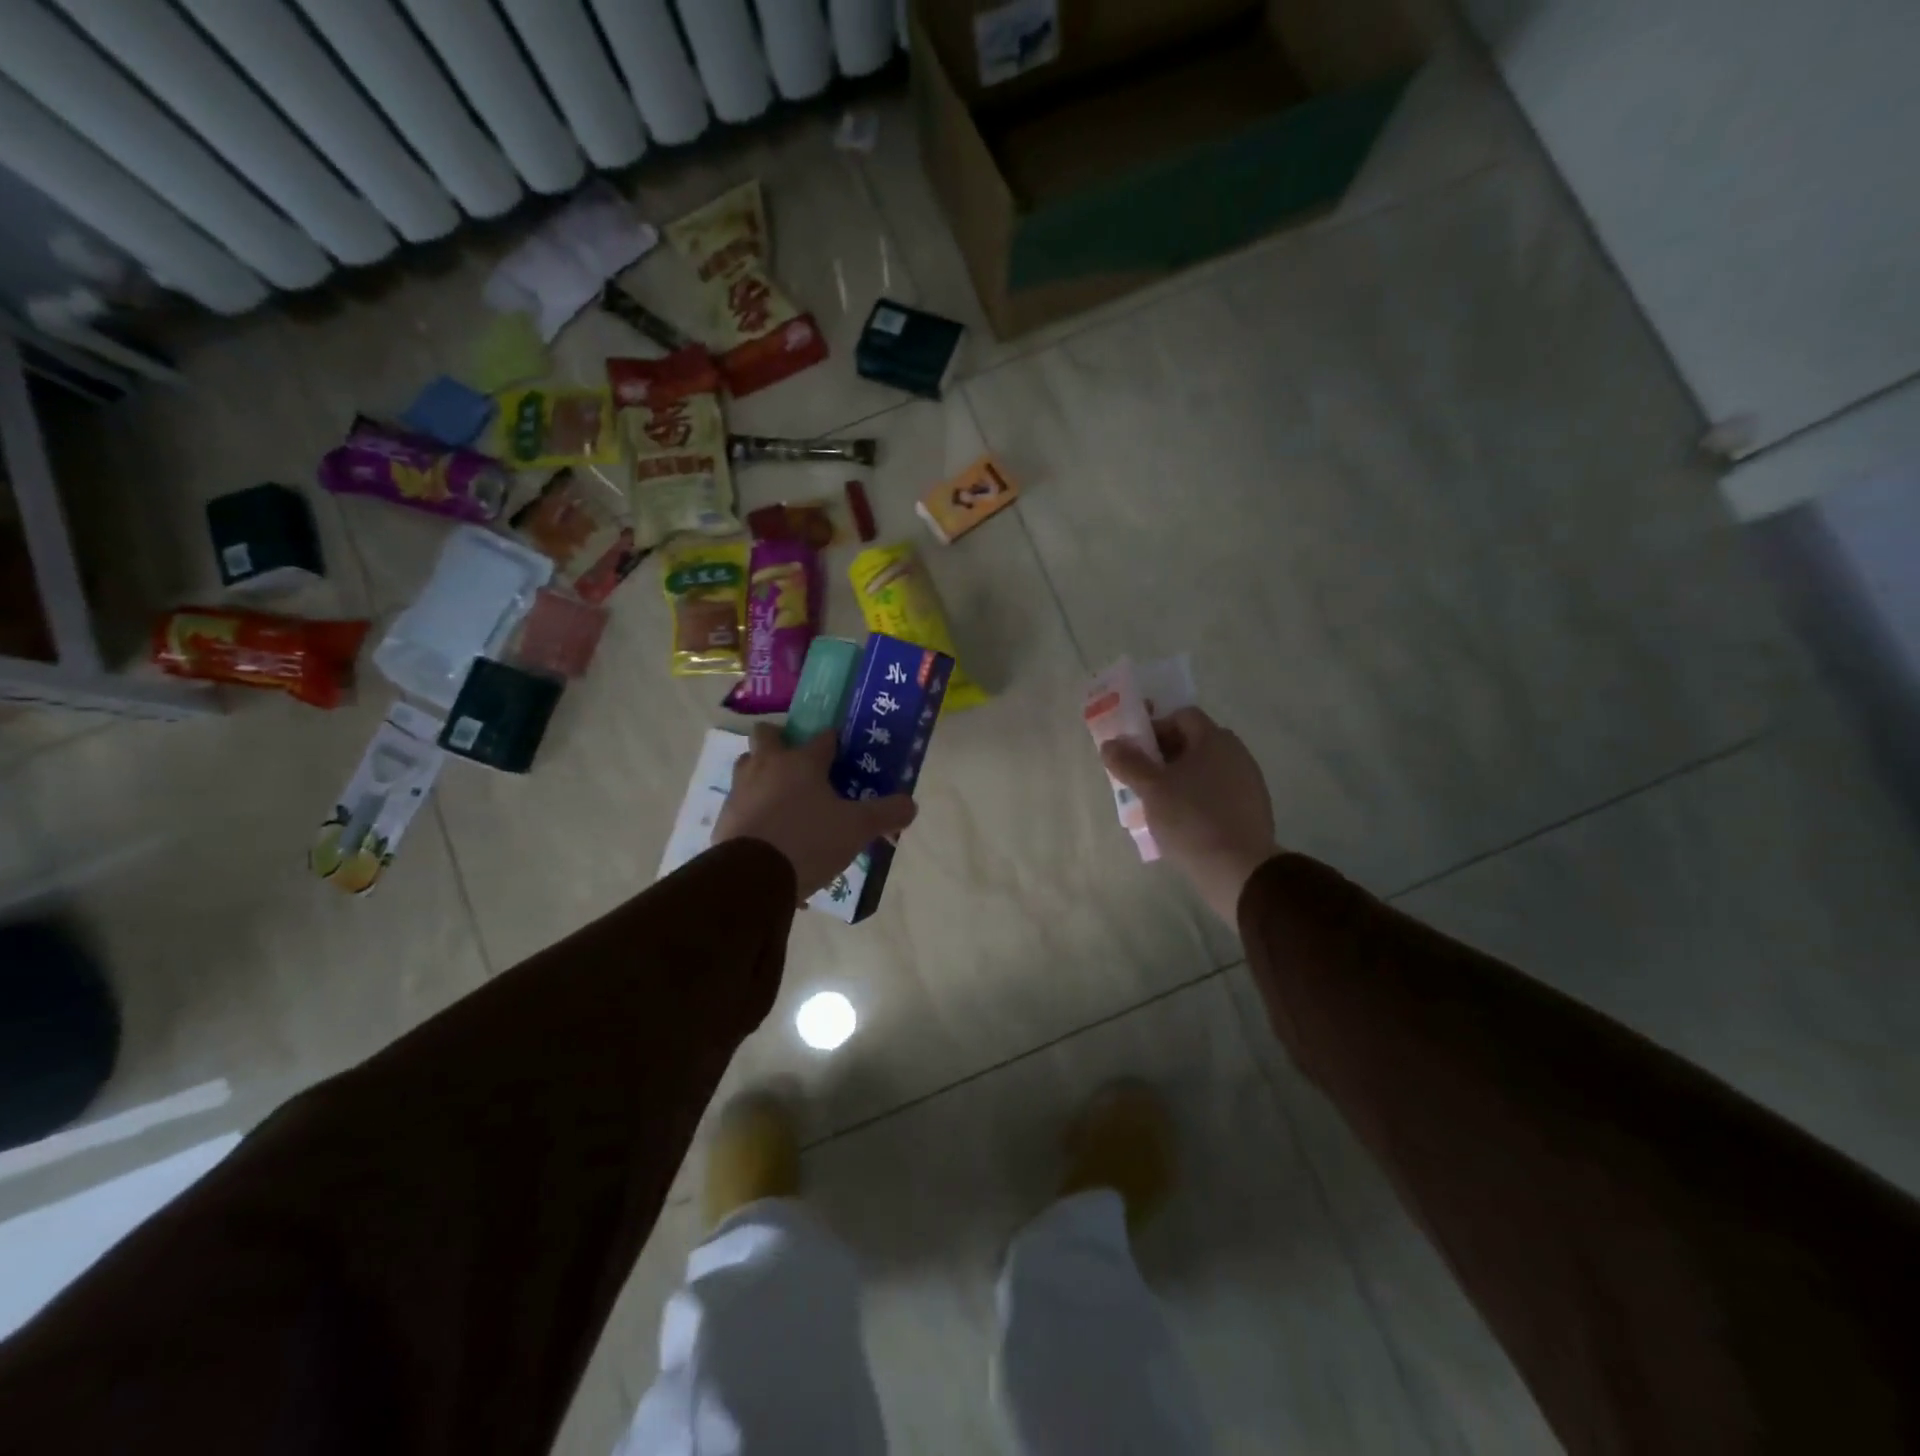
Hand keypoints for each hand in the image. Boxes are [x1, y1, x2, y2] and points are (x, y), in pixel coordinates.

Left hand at [715, 725, 916, 901]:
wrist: (752, 877)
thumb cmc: (809, 840)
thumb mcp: (858, 829)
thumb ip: (886, 813)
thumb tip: (910, 804)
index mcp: (801, 761)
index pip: (823, 737)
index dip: (835, 742)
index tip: (843, 752)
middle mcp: (767, 766)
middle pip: (767, 736)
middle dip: (781, 741)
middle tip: (800, 762)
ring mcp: (740, 791)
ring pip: (747, 767)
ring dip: (762, 774)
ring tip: (783, 798)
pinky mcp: (724, 819)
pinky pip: (741, 806)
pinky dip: (754, 813)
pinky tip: (770, 836)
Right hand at [1100, 707, 1279, 921]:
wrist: (1239, 869)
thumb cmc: (1191, 819)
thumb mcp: (1151, 789)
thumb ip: (1128, 762)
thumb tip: (1110, 744)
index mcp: (1214, 739)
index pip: (1181, 716)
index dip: (1155, 728)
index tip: (1136, 753)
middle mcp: (1236, 753)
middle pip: (1193, 743)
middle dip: (1164, 757)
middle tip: (1141, 780)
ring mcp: (1248, 782)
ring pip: (1205, 771)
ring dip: (1180, 780)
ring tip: (1158, 806)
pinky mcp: (1252, 810)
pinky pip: (1218, 794)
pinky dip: (1198, 800)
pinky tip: (1183, 824)